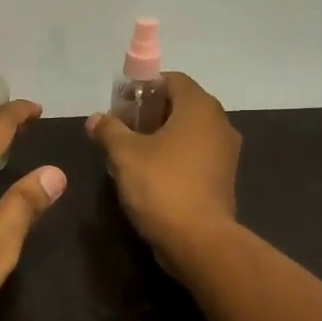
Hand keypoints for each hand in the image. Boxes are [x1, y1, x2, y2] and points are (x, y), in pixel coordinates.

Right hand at [88, 73, 240, 271]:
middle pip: (181, 104)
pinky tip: (151, 173)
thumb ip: (109, 130)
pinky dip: (175, 156)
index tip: (120, 104)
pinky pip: (196, 154)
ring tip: (132, 152)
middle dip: (150, 112)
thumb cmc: (161, 186)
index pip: (172, 79)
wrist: (198, 240)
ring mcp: (225, 152)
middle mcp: (219, 123)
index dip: (144, 87)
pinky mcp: (223, 178)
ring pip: (189, 131)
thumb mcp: (124, 154)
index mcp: (199, 108)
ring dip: (162, 135)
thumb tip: (96, 118)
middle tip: (122, 128)